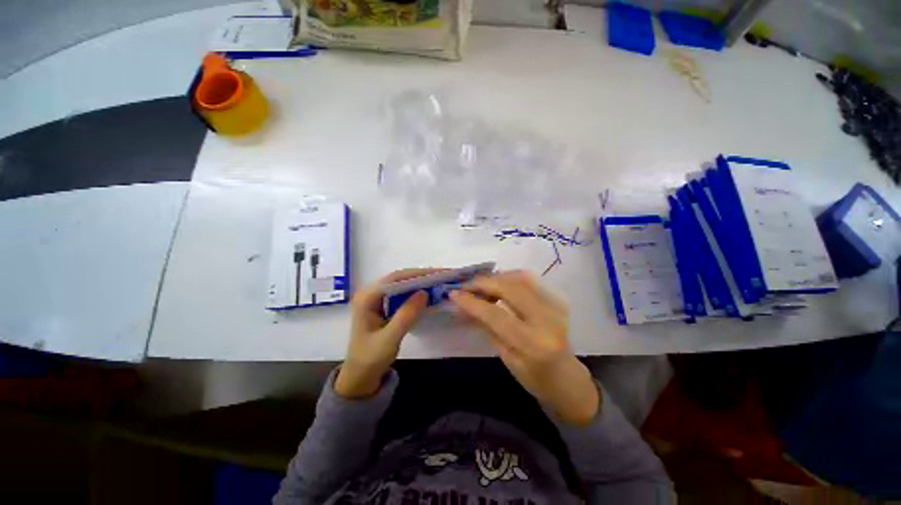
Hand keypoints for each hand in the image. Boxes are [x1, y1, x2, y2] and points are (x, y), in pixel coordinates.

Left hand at [334, 269, 436, 398]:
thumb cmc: (371, 358)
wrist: (360, 376)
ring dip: (418, 282)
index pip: (394, 279)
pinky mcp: (382, 305)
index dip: (416, 274)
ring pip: (400, 284)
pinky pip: (400, 293)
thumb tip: (424, 292)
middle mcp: (370, 293)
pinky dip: (414, 291)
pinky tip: (426, 292)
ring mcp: (375, 298)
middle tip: (441, 276)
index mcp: (366, 298)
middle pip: (398, 278)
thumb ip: (406, 315)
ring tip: (437, 281)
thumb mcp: (390, 338)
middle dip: (420, 276)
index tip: (436, 274)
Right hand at [450, 271, 599, 425]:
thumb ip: (487, 329)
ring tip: (480, 285)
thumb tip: (464, 309)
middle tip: (466, 286)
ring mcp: (555, 306)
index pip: (496, 315)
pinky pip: (529, 280)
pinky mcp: (556, 299)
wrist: (569, 379)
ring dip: (496, 277)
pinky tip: (498, 284)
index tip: (453, 294)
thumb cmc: (535, 378)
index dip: (472, 302)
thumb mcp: (507, 359)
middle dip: (484, 283)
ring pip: (520, 278)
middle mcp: (547, 319)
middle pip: (510, 288)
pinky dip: (509, 277)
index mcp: (533, 343)